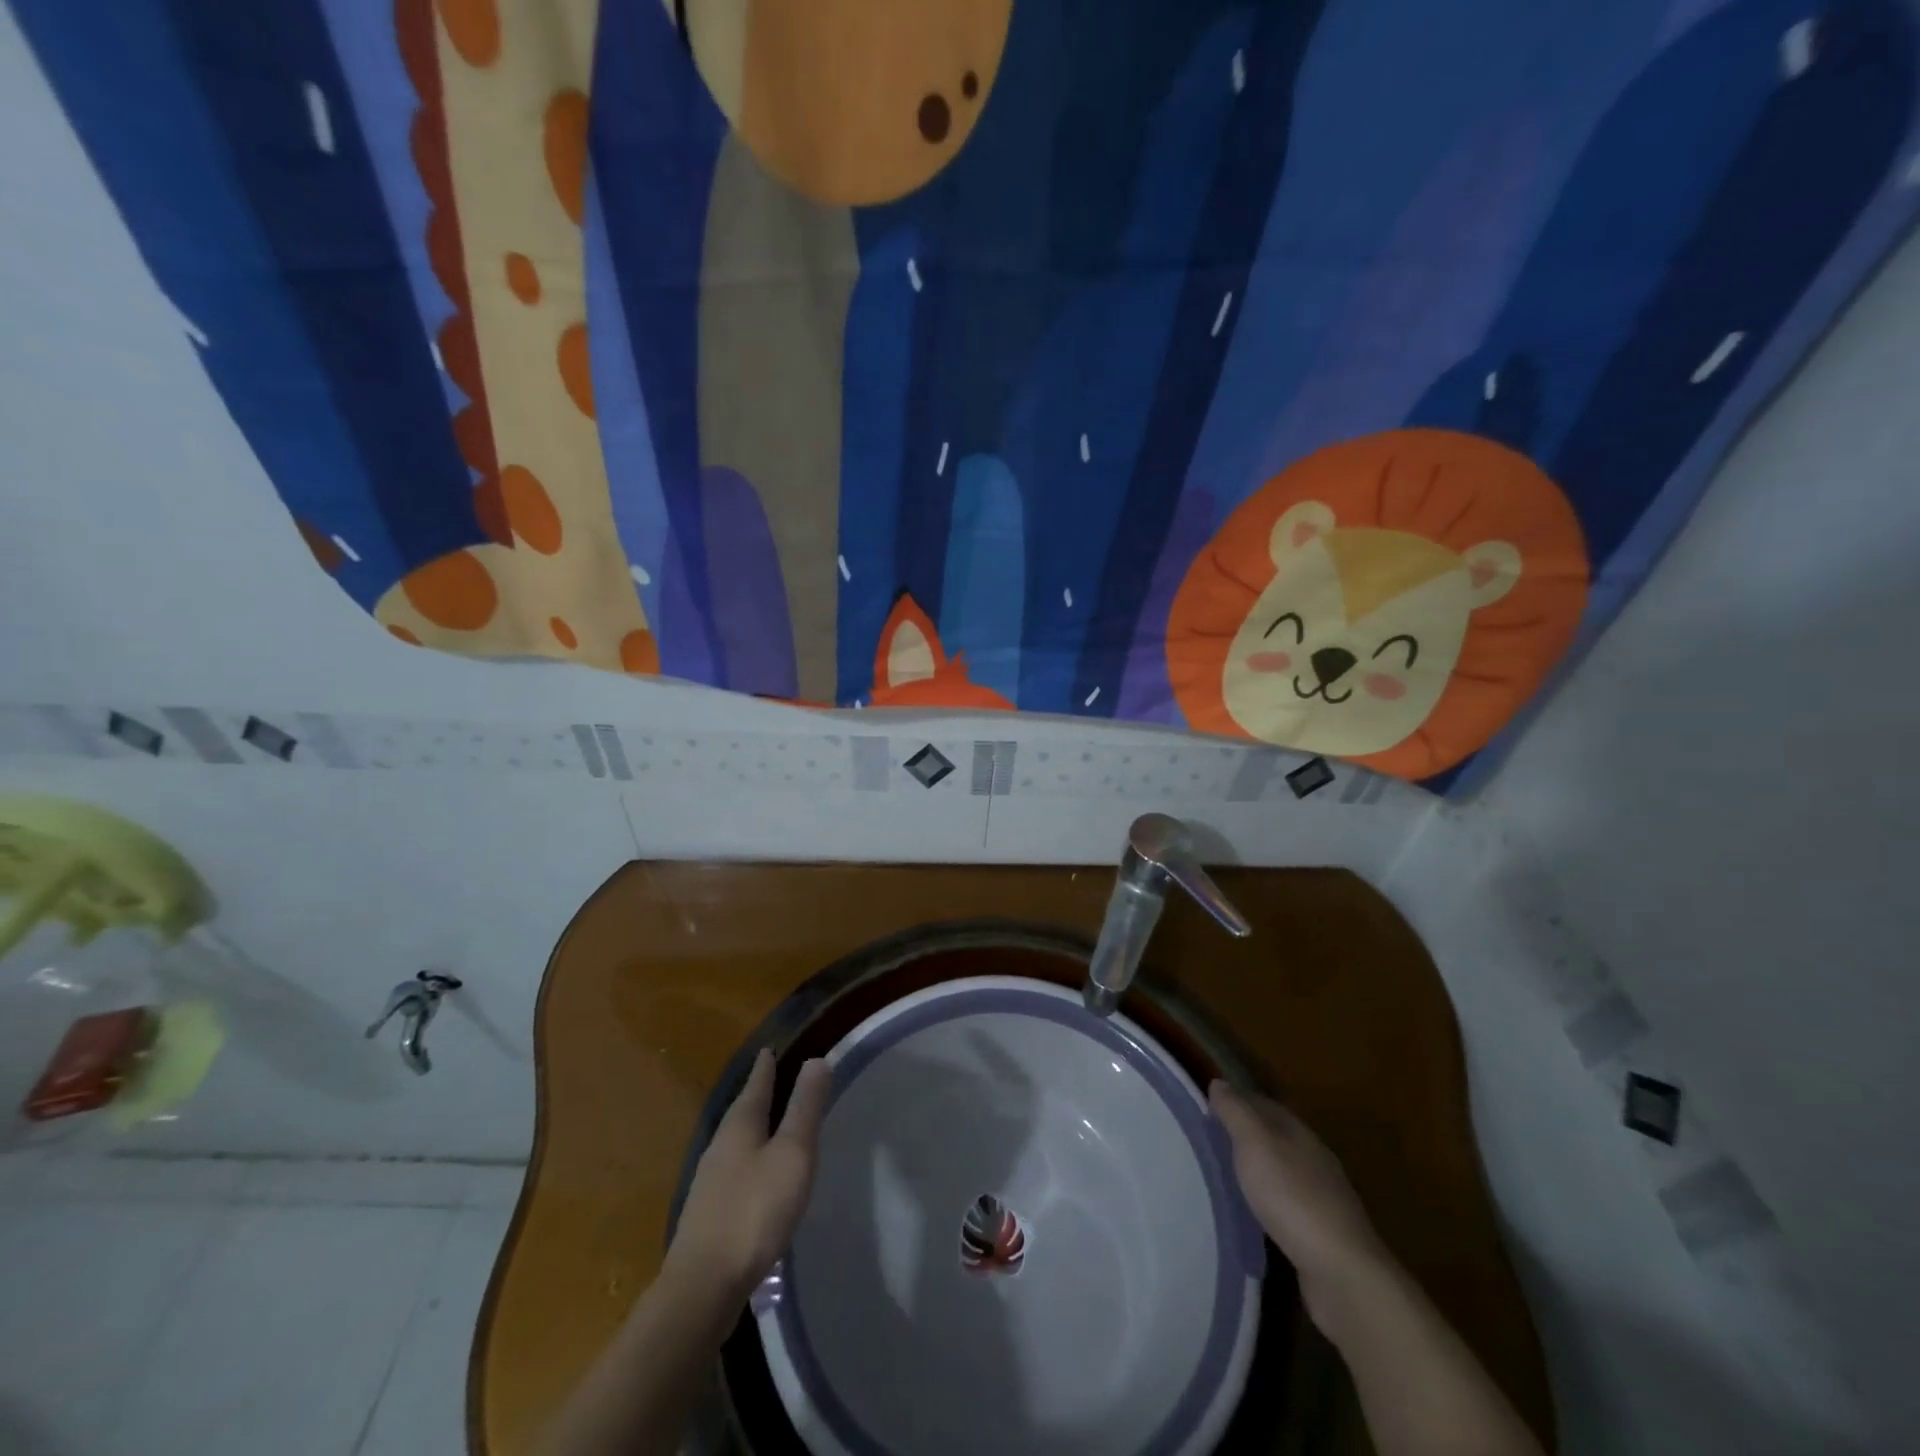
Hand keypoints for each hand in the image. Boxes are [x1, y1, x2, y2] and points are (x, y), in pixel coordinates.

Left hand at [665, 1050, 831, 1299]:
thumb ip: (804, 1108)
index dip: (765, 1066)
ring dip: (752, 1128)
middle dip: (757, 1094)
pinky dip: (749, 1159)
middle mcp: (720, 1145)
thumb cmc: (754, 1211)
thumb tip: (815, 1059)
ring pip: (735, 1141)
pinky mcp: (708, 1213)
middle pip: (742, 1110)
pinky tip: (757, 1177)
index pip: (756, 1084)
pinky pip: (733, 1169)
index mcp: (740, 1125)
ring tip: (769, 1125)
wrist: (702, 1287)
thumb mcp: (792, 1154)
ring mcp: (710, 1181)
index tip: (768, 1049)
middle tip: (771, 1079)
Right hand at [1210, 1081, 1386, 1310]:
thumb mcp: (1255, 1144)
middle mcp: (1314, 1160)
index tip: (1207, 1106)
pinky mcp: (1321, 1234)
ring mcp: (1322, 1198)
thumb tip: (1219, 1082)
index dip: (1236, 1100)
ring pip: (1281, 1170)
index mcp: (1300, 1133)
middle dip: (1245, 1135)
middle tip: (1208, 1139)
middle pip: (1275, 1136)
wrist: (1342, 1274)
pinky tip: (1252, 1212)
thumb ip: (1236, 1112)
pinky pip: (1286, 1203)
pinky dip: (1267, 1200)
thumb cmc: (1293, 1198)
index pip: (1264, 1104)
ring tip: (1224, 1175)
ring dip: (1256, 1169)